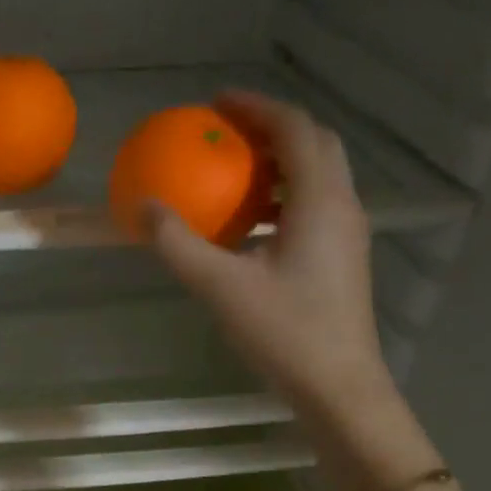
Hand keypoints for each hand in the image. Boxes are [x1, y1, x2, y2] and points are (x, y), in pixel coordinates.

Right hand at [147, 91, 392, 424]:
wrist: (338, 386)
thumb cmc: (285, 332)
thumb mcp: (222, 287)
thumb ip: (179, 244)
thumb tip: (143, 207)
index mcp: (321, 201)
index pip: (294, 129)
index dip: (256, 107)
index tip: (216, 103)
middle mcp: (342, 207)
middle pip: (314, 145)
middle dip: (271, 128)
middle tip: (226, 132)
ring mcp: (347, 234)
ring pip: (318, 177)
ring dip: (278, 164)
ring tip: (234, 173)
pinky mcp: (342, 259)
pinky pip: (314, 206)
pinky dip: (283, 197)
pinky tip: (250, 225)